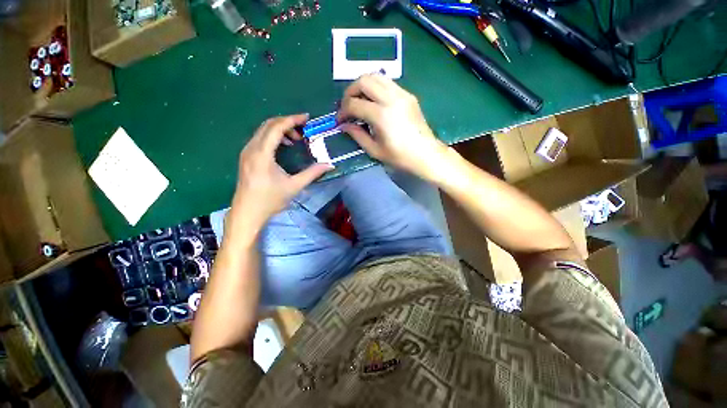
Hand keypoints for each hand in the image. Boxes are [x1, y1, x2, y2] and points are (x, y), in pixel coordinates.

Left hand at [230, 114, 332, 236]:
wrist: (247, 213)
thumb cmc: (270, 200)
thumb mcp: (294, 186)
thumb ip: (312, 173)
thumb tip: (329, 165)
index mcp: (262, 154)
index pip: (276, 127)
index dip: (292, 120)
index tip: (306, 118)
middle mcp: (251, 148)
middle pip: (268, 124)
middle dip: (287, 123)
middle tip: (303, 129)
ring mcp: (246, 152)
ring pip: (263, 130)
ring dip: (280, 129)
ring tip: (295, 139)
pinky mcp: (246, 157)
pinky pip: (260, 138)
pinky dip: (273, 137)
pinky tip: (283, 146)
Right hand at [337, 74, 448, 179]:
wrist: (426, 154)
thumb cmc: (400, 157)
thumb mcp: (375, 150)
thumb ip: (357, 135)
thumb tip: (345, 125)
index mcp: (381, 115)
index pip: (354, 104)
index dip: (342, 111)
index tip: (340, 120)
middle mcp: (391, 98)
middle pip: (363, 81)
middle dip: (350, 92)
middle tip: (347, 106)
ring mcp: (402, 94)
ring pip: (376, 76)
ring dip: (363, 86)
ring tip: (359, 101)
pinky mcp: (408, 95)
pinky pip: (387, 83)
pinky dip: (376, 87)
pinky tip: (374, 102)